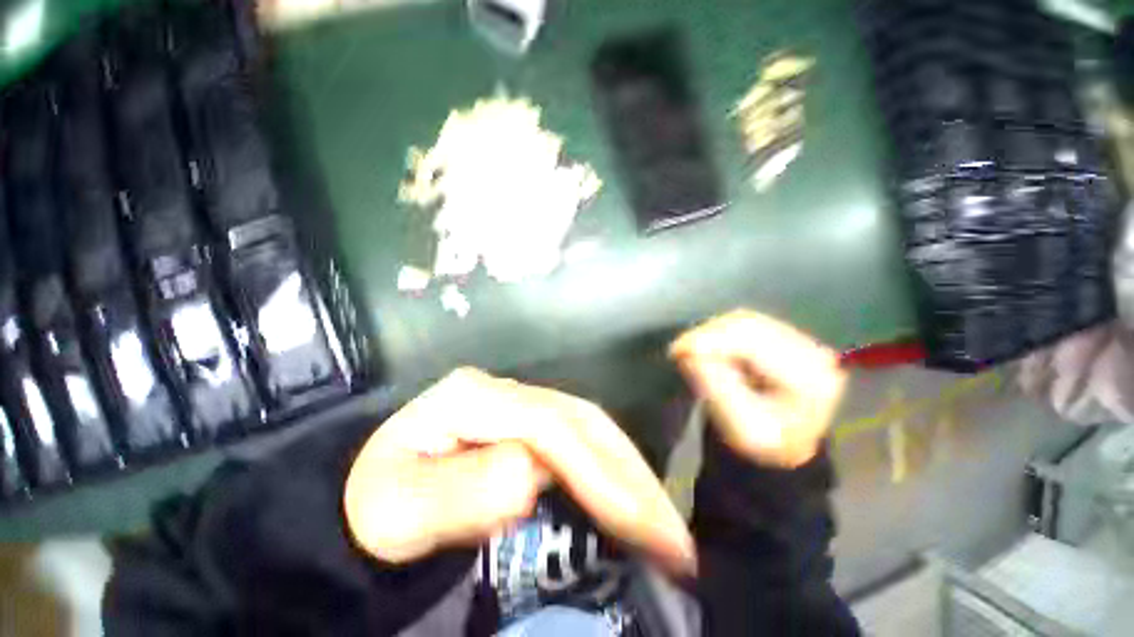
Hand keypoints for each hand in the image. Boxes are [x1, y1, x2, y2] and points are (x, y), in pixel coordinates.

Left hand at [344, 368, 694, 572]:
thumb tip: (531, 478)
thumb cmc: (377, 502)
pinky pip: (582, 440)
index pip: (550, 427)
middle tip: (674, 535)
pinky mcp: (530, 421)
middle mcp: (507, 389)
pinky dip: (613, 469)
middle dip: (630, 473)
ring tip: (665, 523)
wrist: (368, 488)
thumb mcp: (400, 507)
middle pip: (581, 419)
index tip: (643, 527)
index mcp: (474, 397)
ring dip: (630, 471)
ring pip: (590, 426)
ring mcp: (522, 401)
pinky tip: (633, 499)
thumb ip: (461, 492)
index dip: (597, 472)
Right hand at [670, 310, 846, 468]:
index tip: (677, 350)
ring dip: (711, 333)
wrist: (785, 445)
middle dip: (708, 335)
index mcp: (810, 378)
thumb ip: (717, 387)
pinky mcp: (785, 337)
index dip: (712, 340)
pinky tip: (705, 345)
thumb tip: (690, 351)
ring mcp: (800, 340)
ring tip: (688, 350)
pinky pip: (746, 324)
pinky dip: (719, 333)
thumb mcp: (739, 425)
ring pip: (745, 321)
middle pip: (750, 327)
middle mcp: (811, 351)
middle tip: (677, 350)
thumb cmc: (764, 442)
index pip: (755, 345)